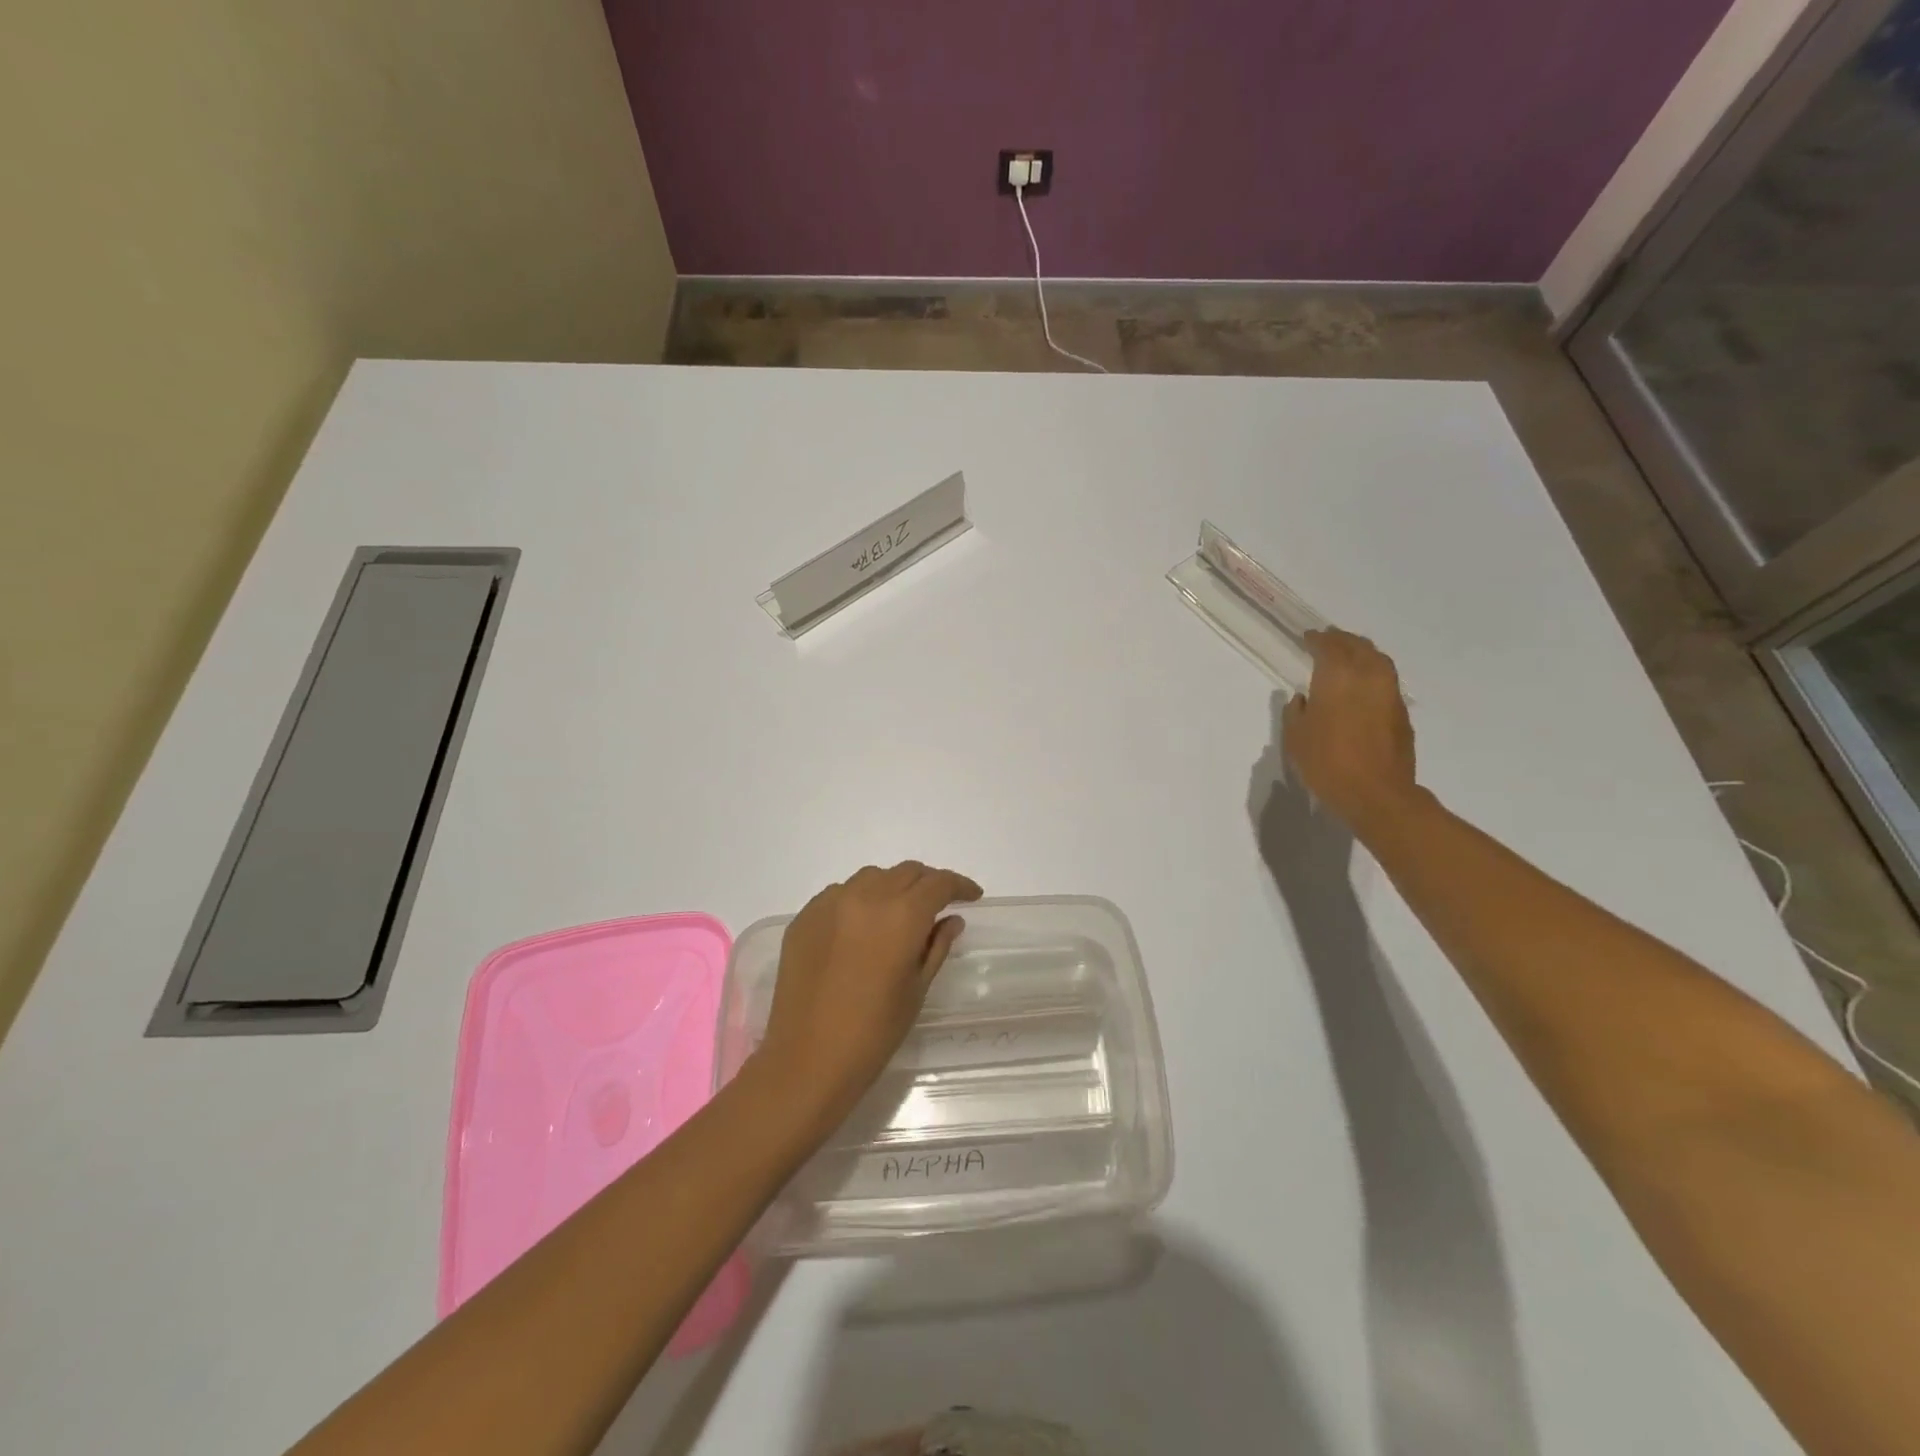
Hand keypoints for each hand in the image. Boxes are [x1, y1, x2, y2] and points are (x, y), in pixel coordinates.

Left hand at [757, 861, 982, 1125]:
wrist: (807, 1060)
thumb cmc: (874, 1033)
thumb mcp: (916, 989)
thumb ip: (937, 946)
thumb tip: (950, 919)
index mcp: (901, 916)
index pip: (938, 883)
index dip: (959, 885)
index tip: (972, 896)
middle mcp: (865, 897)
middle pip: (906, 873)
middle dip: (927, 884)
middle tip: (938, 905)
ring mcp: (830, 904)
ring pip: (871, 877)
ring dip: (892, 888)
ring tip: (898, 914)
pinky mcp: (804, 917)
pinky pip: (839, 894)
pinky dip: (858, 901)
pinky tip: (860, 929)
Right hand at [1283, 628, 1419, 834]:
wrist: (1376, 793)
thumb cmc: (1327, 763)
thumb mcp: (1296, 739)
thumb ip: (1296, 713)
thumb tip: (1303, 699)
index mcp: (1337, 677)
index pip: (1329, 647)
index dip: (1317, 640)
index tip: (1308, 637)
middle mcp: (1368, 676)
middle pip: (1358, 646)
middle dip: (1342, 640)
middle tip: (1328, 639)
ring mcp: (1390, 693)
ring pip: (1378, 660)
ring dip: (1362, 653)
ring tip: (1348, 656)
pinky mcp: (1401, 712)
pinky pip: (1386, 680)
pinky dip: (1373, 673)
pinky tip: (1363, 685)